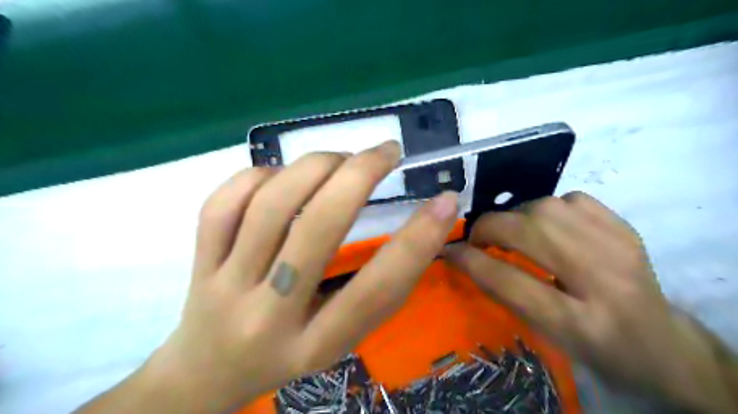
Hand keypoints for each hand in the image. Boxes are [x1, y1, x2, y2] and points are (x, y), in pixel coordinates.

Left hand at [134, 141, 452, 410]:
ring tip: (340, 160)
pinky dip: (260, 175)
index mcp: (315, 345)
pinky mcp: (198, 262)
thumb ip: (374, 292)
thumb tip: (418, 226)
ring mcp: (225, 285)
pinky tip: (282, 175)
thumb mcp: (340, 340)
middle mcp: (268, 316)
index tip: (445, 200)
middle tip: (387, 151)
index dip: (417, 242)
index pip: (375, 291)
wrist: (208, 374)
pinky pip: (223, 204)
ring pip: (270, 206)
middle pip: (317, 230)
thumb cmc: (289, 355)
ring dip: (315, 167)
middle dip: (359, 176)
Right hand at [443, 193, 737, 411]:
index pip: (509, 282)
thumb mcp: (546, 335)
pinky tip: (547, 225)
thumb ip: (505, 293)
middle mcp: (604, 281)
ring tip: (511, 232)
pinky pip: (571, 199)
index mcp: (581, 325)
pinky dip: (547, 207)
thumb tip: (465, 257)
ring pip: (547, 208)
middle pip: (529, 234)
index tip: (449, 250)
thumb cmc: (595, 348)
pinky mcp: (625, 228)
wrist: (661, 345)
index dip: (471, 261)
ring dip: (516, 216)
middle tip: (477, 239)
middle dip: (489, 229)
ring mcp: (620, 248)